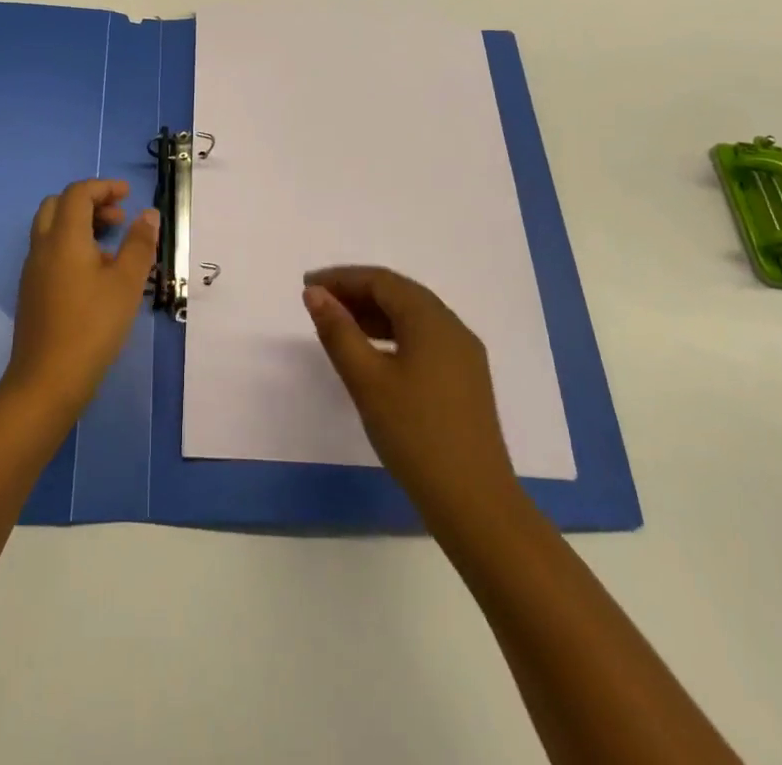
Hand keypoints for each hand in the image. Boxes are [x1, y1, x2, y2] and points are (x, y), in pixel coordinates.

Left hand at [3, 179, 159, 416]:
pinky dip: (71, 245)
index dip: (103, 187)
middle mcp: (42, 247)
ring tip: (113, 247)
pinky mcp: (31, 291)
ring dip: (80, 224)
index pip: (78, 193)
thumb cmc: (92, 326)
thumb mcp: (126, 283)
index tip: (128, 195)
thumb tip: (148, 214)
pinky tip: (95, 274)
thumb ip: (139, 244)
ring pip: (52, 228)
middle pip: (58, 205)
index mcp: (63, 238)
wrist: (47, 380)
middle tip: (118, 218)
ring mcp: (32, 270)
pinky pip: (50, 251)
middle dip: (89, 202)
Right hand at [302, 266, 520, 532]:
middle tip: (319, 302)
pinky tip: (373, 353)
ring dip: (374, 313)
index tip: (307, 284)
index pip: (381, 281)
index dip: (342, 277)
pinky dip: (393, 334)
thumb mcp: (366, 380)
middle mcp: (452, 327)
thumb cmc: (414, 434)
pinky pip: (424, 339)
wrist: (475, 503)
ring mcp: (464, 355)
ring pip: (413, 317)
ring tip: (338, 324)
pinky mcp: (466, 380)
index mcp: (431, 320)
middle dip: (357, 292)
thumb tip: (315, 293)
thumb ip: (338, 331)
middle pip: (399, 294)